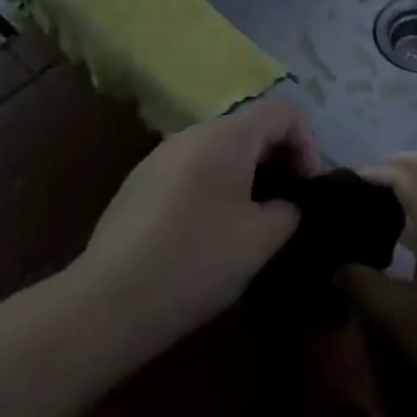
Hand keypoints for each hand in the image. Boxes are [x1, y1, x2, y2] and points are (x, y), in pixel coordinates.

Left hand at [68, 100, 308, 360]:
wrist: (107, 303)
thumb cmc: (196, 261)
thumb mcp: (261, 239)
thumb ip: (289, 209)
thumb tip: (288, 203)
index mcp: (227, 137)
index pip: (284, 113)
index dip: (308, 144)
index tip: (308, 188)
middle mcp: (192, 134)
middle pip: (251, 128)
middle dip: (279, 159)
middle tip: (287, 205)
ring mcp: (161, 156)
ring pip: (220, 150)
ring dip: (247, 174)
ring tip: (252, 219)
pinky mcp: (140, 183)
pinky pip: (193, 168)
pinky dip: (216, 185)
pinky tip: (209, 231)